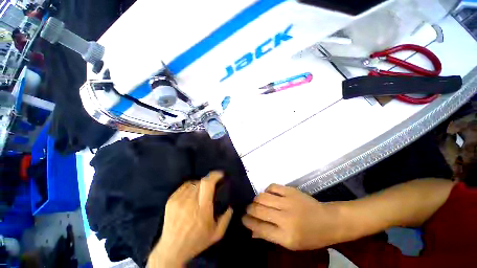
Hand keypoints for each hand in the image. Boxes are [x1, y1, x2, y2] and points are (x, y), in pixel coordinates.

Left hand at [148, 171, 232, 267]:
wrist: (171, 250)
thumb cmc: (196, 241)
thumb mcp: (216, 234)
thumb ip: (226, 219)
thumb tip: (231, 206)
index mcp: (202, 208)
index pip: (208, 184)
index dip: (215, 175)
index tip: (220, 174)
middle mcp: (190, 201)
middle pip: (201, 181)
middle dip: (209, 180)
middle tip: (212, 185)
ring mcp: (179, 200)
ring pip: (193, 183)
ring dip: (200, 184)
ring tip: (202, 191)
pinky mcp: (171, 200)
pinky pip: (184, 186)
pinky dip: (191, 186)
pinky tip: (192, 194)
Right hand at [242, 184, 340, 250]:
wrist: (328, 221)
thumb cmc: (310, 237)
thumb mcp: (291, 244)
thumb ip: (270, 236)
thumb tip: (252, 231)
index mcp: (286, 236)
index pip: (260, 228)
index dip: (248, 222)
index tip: (243, 218)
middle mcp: (285, 218)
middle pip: (259, 210)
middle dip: (249, 209)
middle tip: (247, 209)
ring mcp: (288, 202)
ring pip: (263, 197)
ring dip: (256, 199)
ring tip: (256, 202)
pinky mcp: (291, 191)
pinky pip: (272, 186)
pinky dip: (267, 190)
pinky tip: (268, 194)